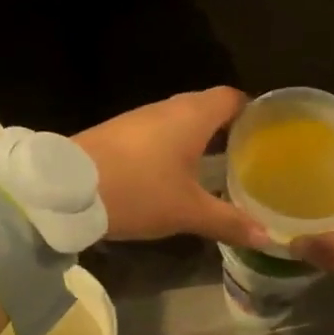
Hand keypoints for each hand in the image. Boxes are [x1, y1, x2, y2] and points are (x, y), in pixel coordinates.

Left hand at [77, 88, 270, 248]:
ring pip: (179, 120)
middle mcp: (168, 108)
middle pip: (207, 107)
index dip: (251, 111)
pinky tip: (173, 173)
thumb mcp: (187, 211)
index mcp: (193, 116)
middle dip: (227, 128)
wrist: (66, 189)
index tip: (265, 133)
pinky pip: (157, 132)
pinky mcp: (119, 132)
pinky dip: (172, 147)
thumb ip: (229, 221)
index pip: (232, 97)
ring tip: (215, 166)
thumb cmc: (139, 190)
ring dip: (197, 138)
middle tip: (246, 155)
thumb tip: (266, 237)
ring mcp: (140, 118)